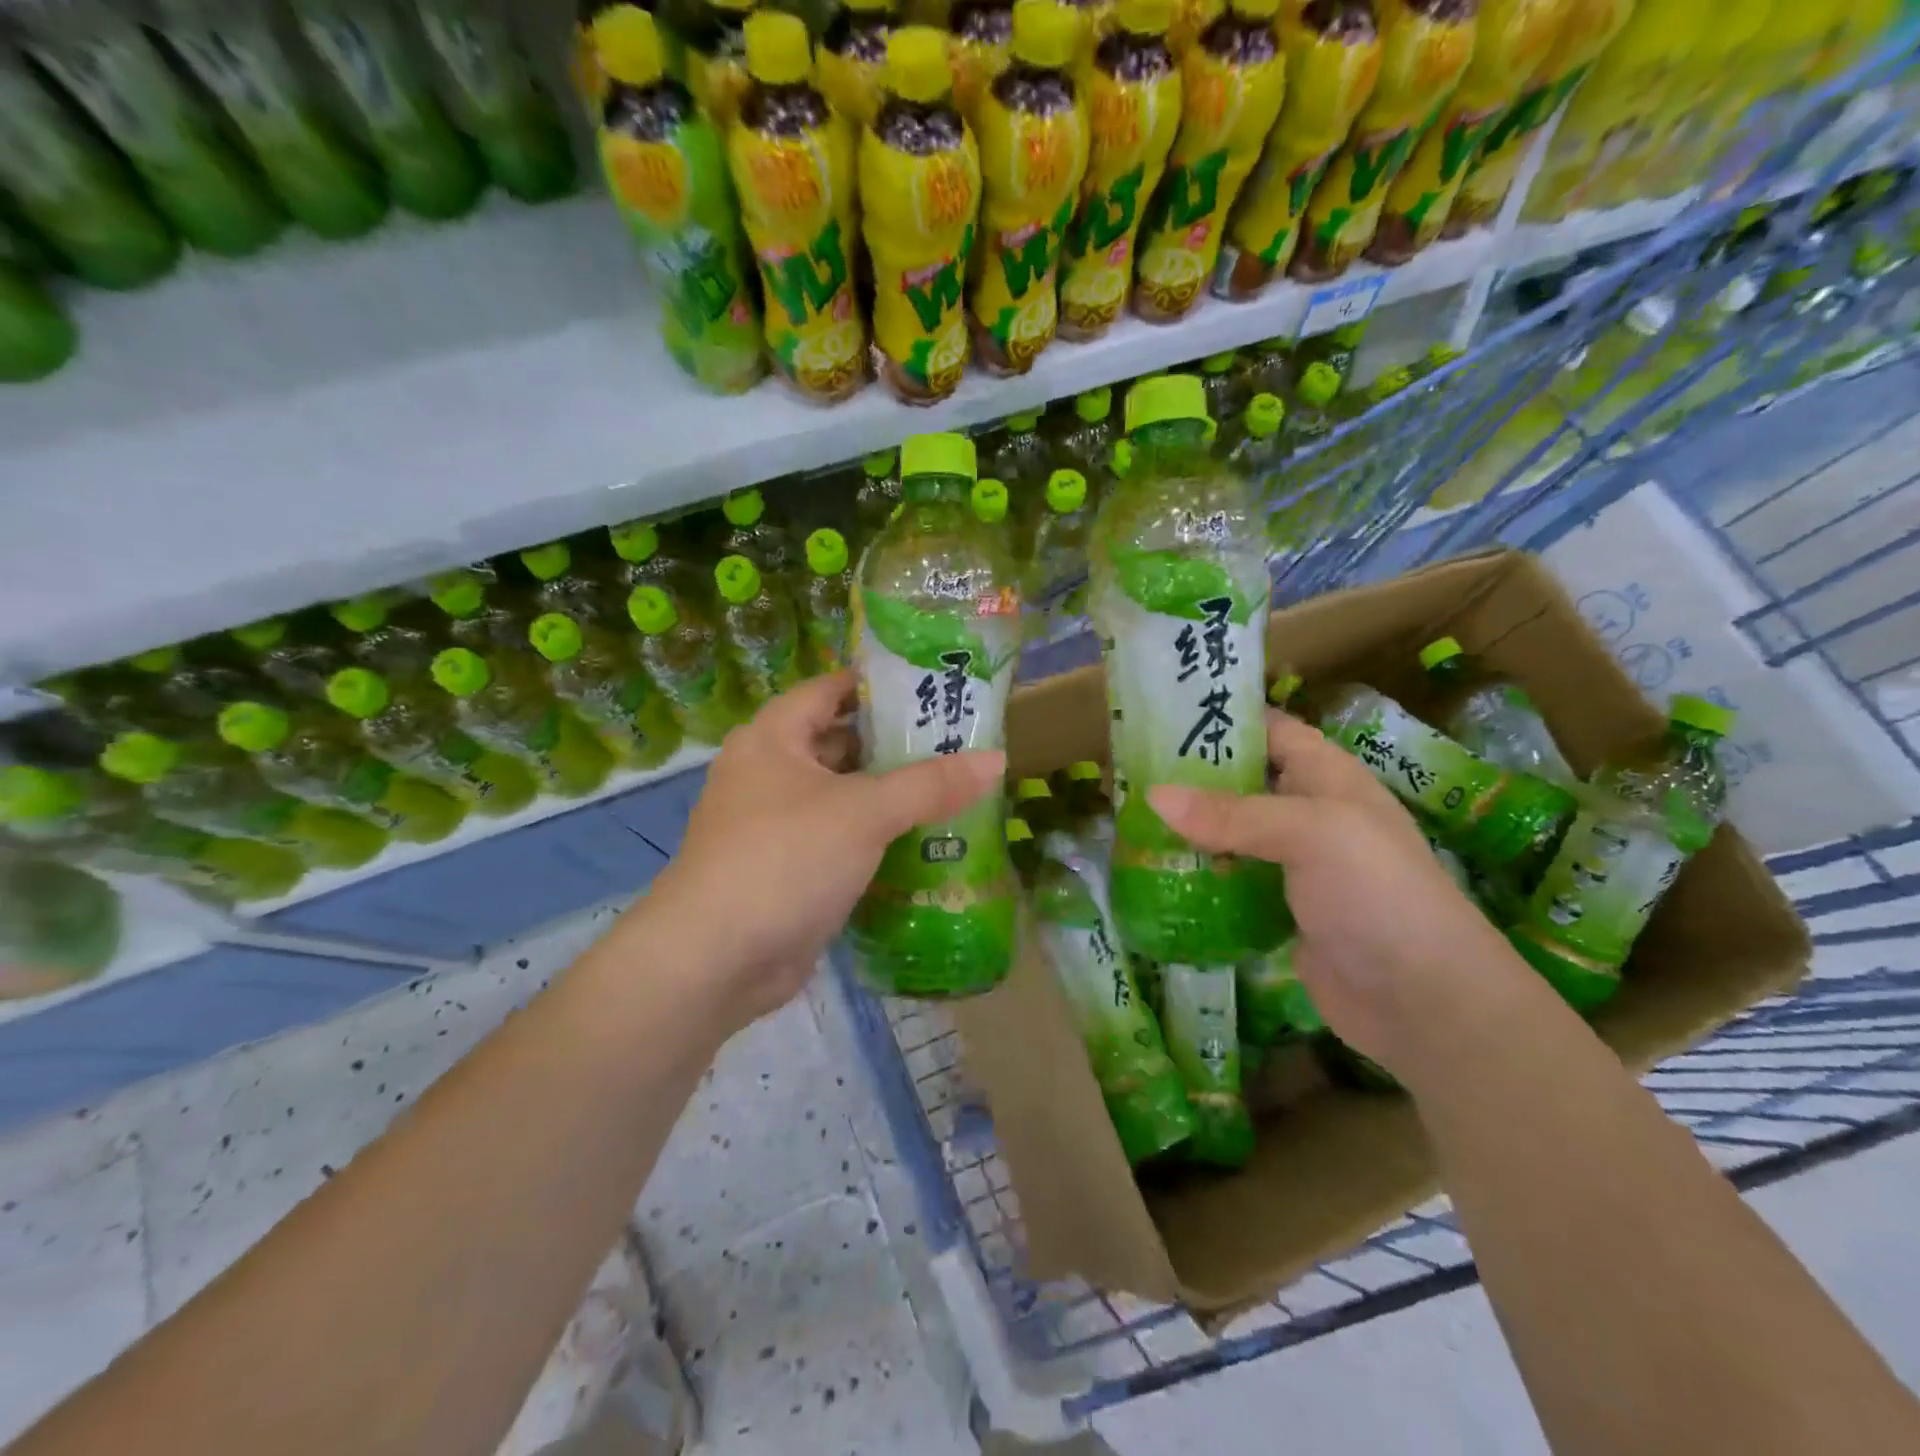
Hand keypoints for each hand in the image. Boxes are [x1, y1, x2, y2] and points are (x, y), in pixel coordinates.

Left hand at [616, 671, 1002, 1034]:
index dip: (879, 684)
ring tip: (954, 788)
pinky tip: (925, 842)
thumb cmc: (785, 858)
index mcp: (773, 738)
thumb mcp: (864, 812)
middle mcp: (770, 773)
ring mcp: (776, 825)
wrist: (716, 960)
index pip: (831, 689)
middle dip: (895, 745)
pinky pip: (841, 840)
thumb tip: (997, 759)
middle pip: (840, 743)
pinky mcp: (789, 870)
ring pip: (844, 797)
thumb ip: (930, 784)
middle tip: (958, 743)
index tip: (934, 686)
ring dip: (890, 796)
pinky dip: (876, 839)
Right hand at [1149, 710, 1529, 1078]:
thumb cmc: (1376, 893)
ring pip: (1233, 833)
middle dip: (1192, 776)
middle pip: (1244, 781)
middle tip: (1130, 773)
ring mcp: (1297, 865)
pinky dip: (1201, 874)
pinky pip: (1233, 880)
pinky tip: (1159, 873)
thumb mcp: (1309, 833)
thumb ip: (1231, 813)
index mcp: (1327, 776)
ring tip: (1130, 820)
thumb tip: (1153, 796)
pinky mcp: (1282, 909)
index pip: (1270, 730)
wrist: (1424, 1000)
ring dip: (1190, 828)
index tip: (1162, 716)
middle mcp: (1311, 812)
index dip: (1224, 718)